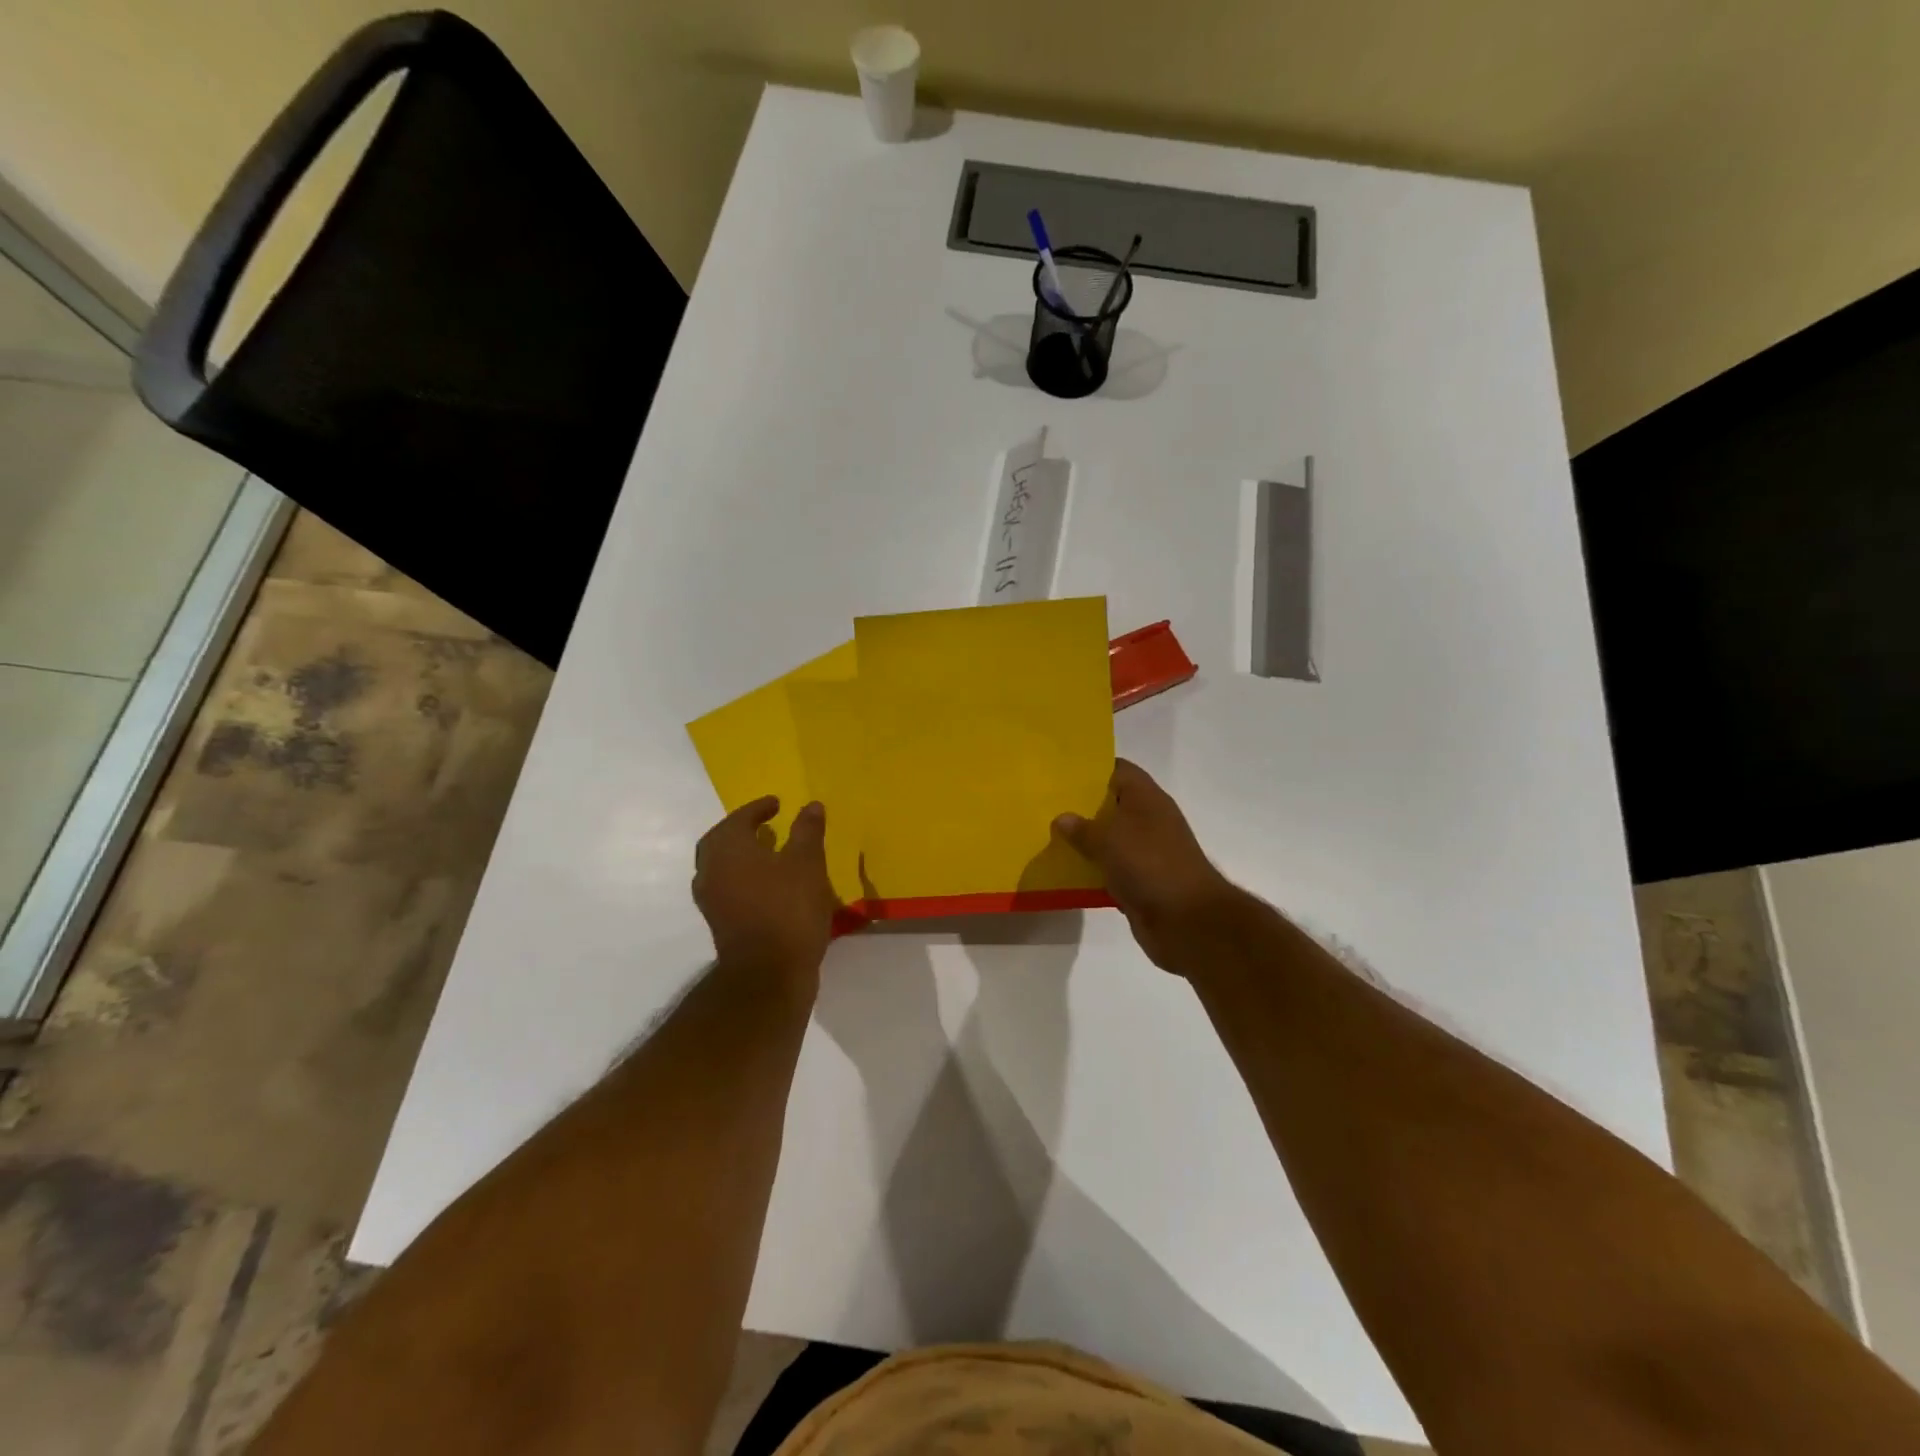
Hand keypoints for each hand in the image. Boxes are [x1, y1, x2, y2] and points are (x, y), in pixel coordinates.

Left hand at [693, 797, 836, 982]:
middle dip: (742, 829)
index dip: (758, 808)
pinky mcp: (719, 922)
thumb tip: (810, 805)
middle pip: (721, 841)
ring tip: (769, 851)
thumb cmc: (788, 908)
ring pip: (722, 866)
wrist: (769, 973)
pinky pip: (728, 887)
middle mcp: (711, 870)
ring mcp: (711, 899)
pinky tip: (769, 883)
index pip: (739, 818)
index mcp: (727, 848)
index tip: (777, 804)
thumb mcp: (807, 863)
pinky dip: (744, 877)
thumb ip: (807, 831)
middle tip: (765, 824)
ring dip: (741, 854)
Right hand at [1053, 759, 1240, 972]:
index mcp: (1147, 799)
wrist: (1187, 921)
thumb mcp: (1109, 840)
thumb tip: (1062, 818)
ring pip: (1110, 839)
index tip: (1060, 773)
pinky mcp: (1141, 881)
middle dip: (1081, 806)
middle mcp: (1149, 821)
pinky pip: (1111, 869)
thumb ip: (1083, 828)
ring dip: (1085, 841)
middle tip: (1046, 805)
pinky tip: (1065, 870)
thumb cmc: (1149, 865)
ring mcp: (1147, 852)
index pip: (1118, 770)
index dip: (1092, 769)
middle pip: (1112, 805)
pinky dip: (1092, 870)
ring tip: (1048, 836)